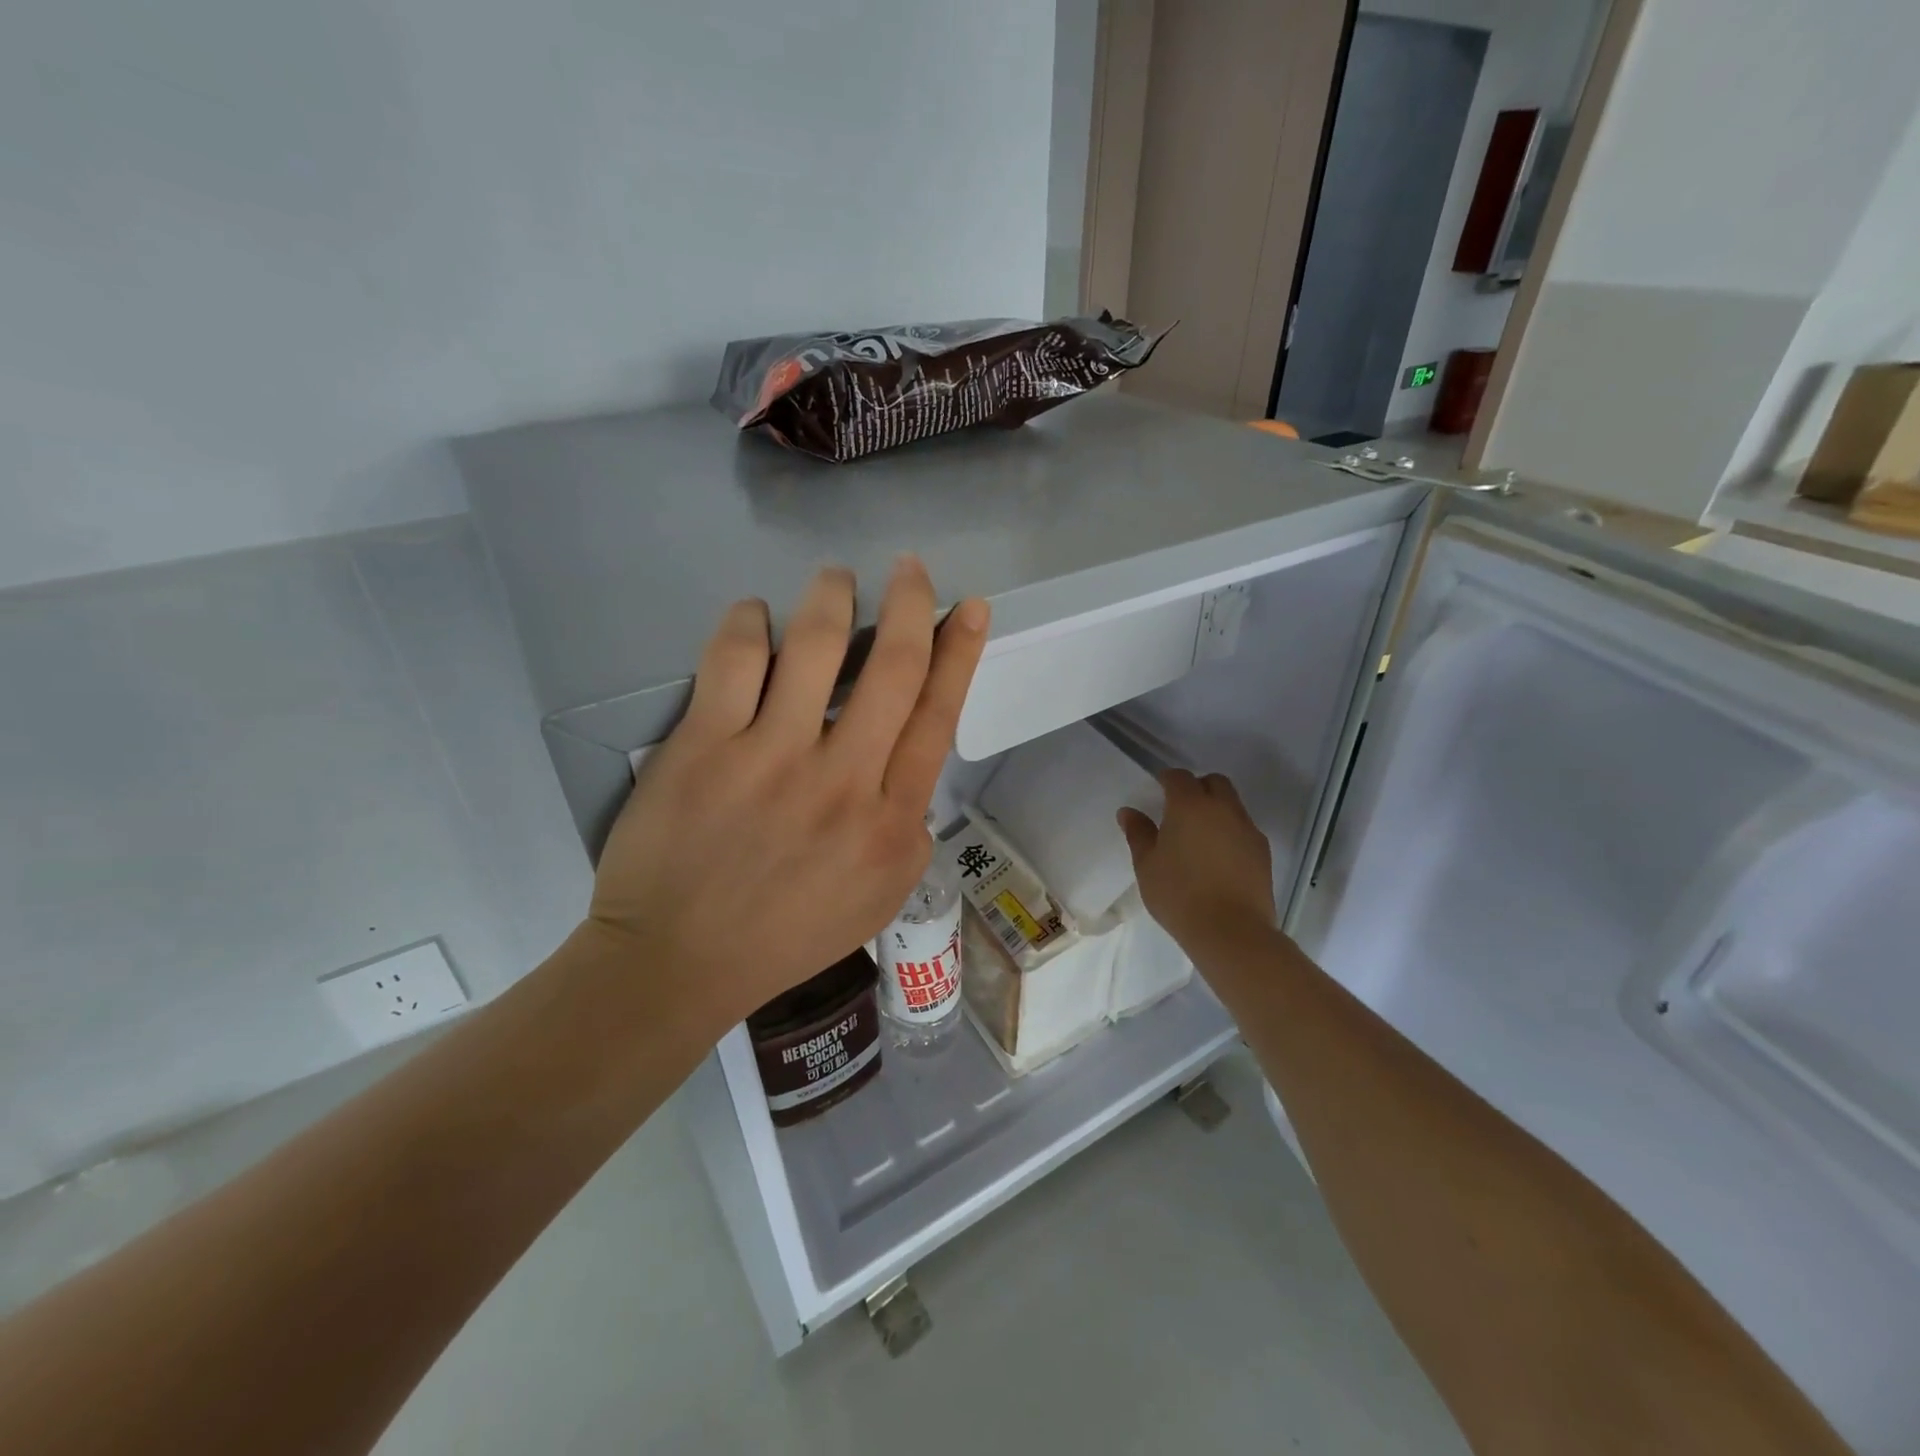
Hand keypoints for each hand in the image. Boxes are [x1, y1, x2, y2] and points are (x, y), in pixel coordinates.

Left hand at [585, 559, 989, 1029]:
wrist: (679, 962)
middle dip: (910, 603)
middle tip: (909, 568)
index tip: (970, 608)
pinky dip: (749, 620)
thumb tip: (908, 756)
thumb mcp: (880, 894)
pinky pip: (735, 657)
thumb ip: (906, 824)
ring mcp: (771, 759)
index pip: (938, 715)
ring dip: (832, 596)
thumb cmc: (787, 934)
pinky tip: (754, 617)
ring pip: (815, 644)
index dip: (960, 652)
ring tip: (836, 580)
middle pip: (892, 666)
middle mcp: (842, 780)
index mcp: (890, 820)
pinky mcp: (704, 746)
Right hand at [1118, 771, 1275, 959]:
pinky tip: (1218, 857)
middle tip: (1180, 809)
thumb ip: (1138, 833)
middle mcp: (1223, 809)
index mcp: (1190, 805)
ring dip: (1216, 809)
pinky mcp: (1263, 851)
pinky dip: (1230, 831)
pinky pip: (1244, 829)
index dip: (1167, 779)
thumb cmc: (1179, 894)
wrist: (1231, 931)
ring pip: (1232, 805)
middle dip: (1197, 787)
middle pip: (1214, 782)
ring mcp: (1247, 829)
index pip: (1179, 777)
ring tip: (1200, 836)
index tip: (1158, 790)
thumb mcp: (1147, 865)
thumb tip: (1129, 812)